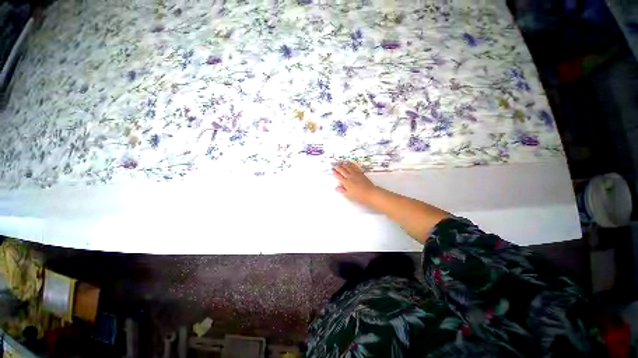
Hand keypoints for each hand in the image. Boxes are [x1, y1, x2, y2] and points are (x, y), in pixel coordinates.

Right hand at [332, 162, 379, 206]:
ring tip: (342, 162)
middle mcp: (350, 177)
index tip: (332, 170)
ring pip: (349, 168)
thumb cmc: (360, 196)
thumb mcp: (349, 195)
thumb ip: (343, 190)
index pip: (339, 176)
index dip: (335, 173)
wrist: (371, 193)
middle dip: (338, 167)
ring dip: (344, 165)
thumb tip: (337, 188)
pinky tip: (351, 164)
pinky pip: (355, 168)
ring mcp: (356, 175)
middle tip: (335, 164)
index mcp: (346, 183)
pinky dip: (352, 165)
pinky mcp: (361, 174)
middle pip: (343, 170)